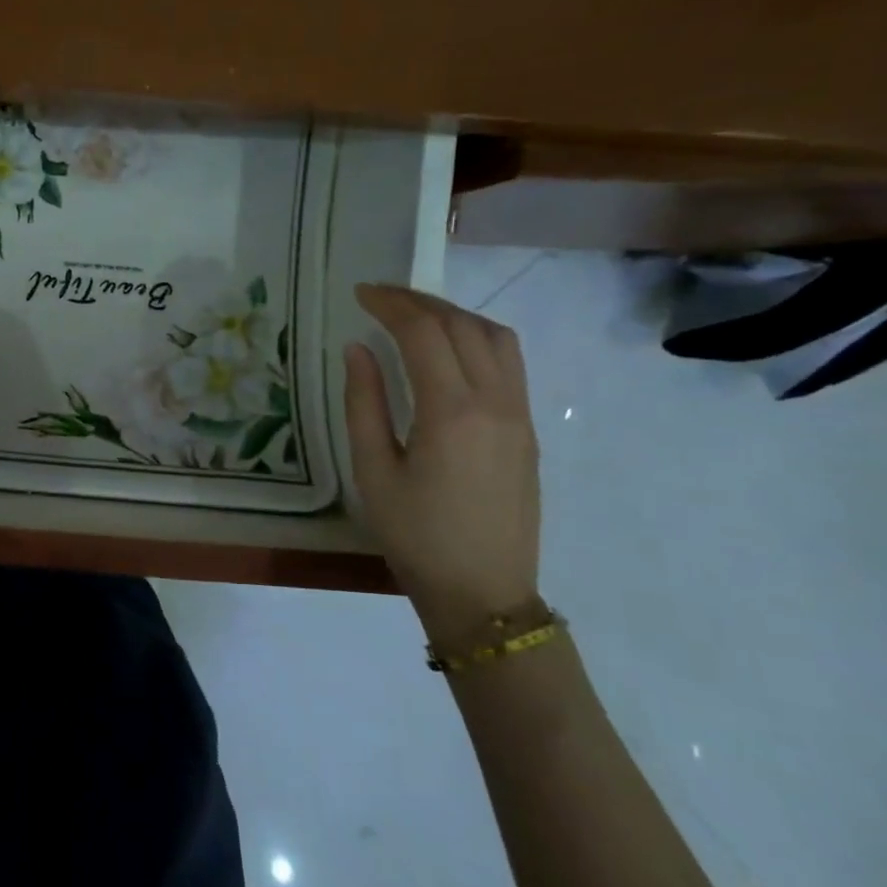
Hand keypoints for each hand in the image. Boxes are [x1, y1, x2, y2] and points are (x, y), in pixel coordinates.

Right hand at [343, 283, 540, 639]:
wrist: (483, 593)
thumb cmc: (415, 536)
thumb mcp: (373, 471)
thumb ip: (364, 403)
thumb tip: (358, 349)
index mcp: (452, 412)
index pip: (424, 334)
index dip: (391, 305)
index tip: (360, 293)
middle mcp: (495, 403)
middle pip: (463, 326)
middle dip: (419, 302)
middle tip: (379, 297)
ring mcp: (520, 416)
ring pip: (496, 339)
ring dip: (454, 316)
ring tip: (415, 316)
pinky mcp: (528, 431)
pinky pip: (509, 364)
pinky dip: (476, 339)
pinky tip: (448, 352)